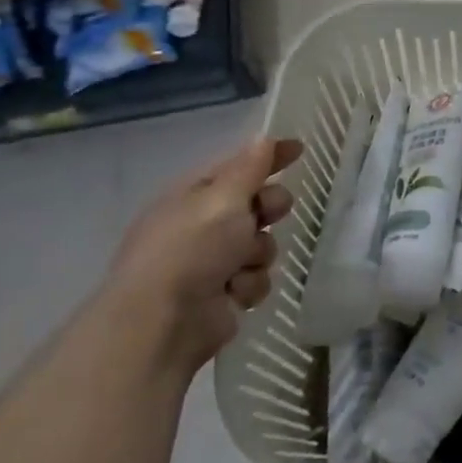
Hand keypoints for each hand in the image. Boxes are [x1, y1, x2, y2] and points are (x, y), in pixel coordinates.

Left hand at [104, 137, 301, 373]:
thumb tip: (263, 139)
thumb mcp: (223, 198)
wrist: (163, 323)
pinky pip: (256, 278)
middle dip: (268, 209)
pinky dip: (249, 285)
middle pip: (254, 205)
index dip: (267, 157)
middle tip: (270, 214)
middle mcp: (199, 227)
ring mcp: (210, 263)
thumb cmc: (191, 249)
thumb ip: (249, 168)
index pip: (236, 166)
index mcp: (191, 197)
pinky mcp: (222, 296)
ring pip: (260, 244)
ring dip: (258, 254)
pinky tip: (234, 293)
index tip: (298, 149)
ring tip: (242, 266)